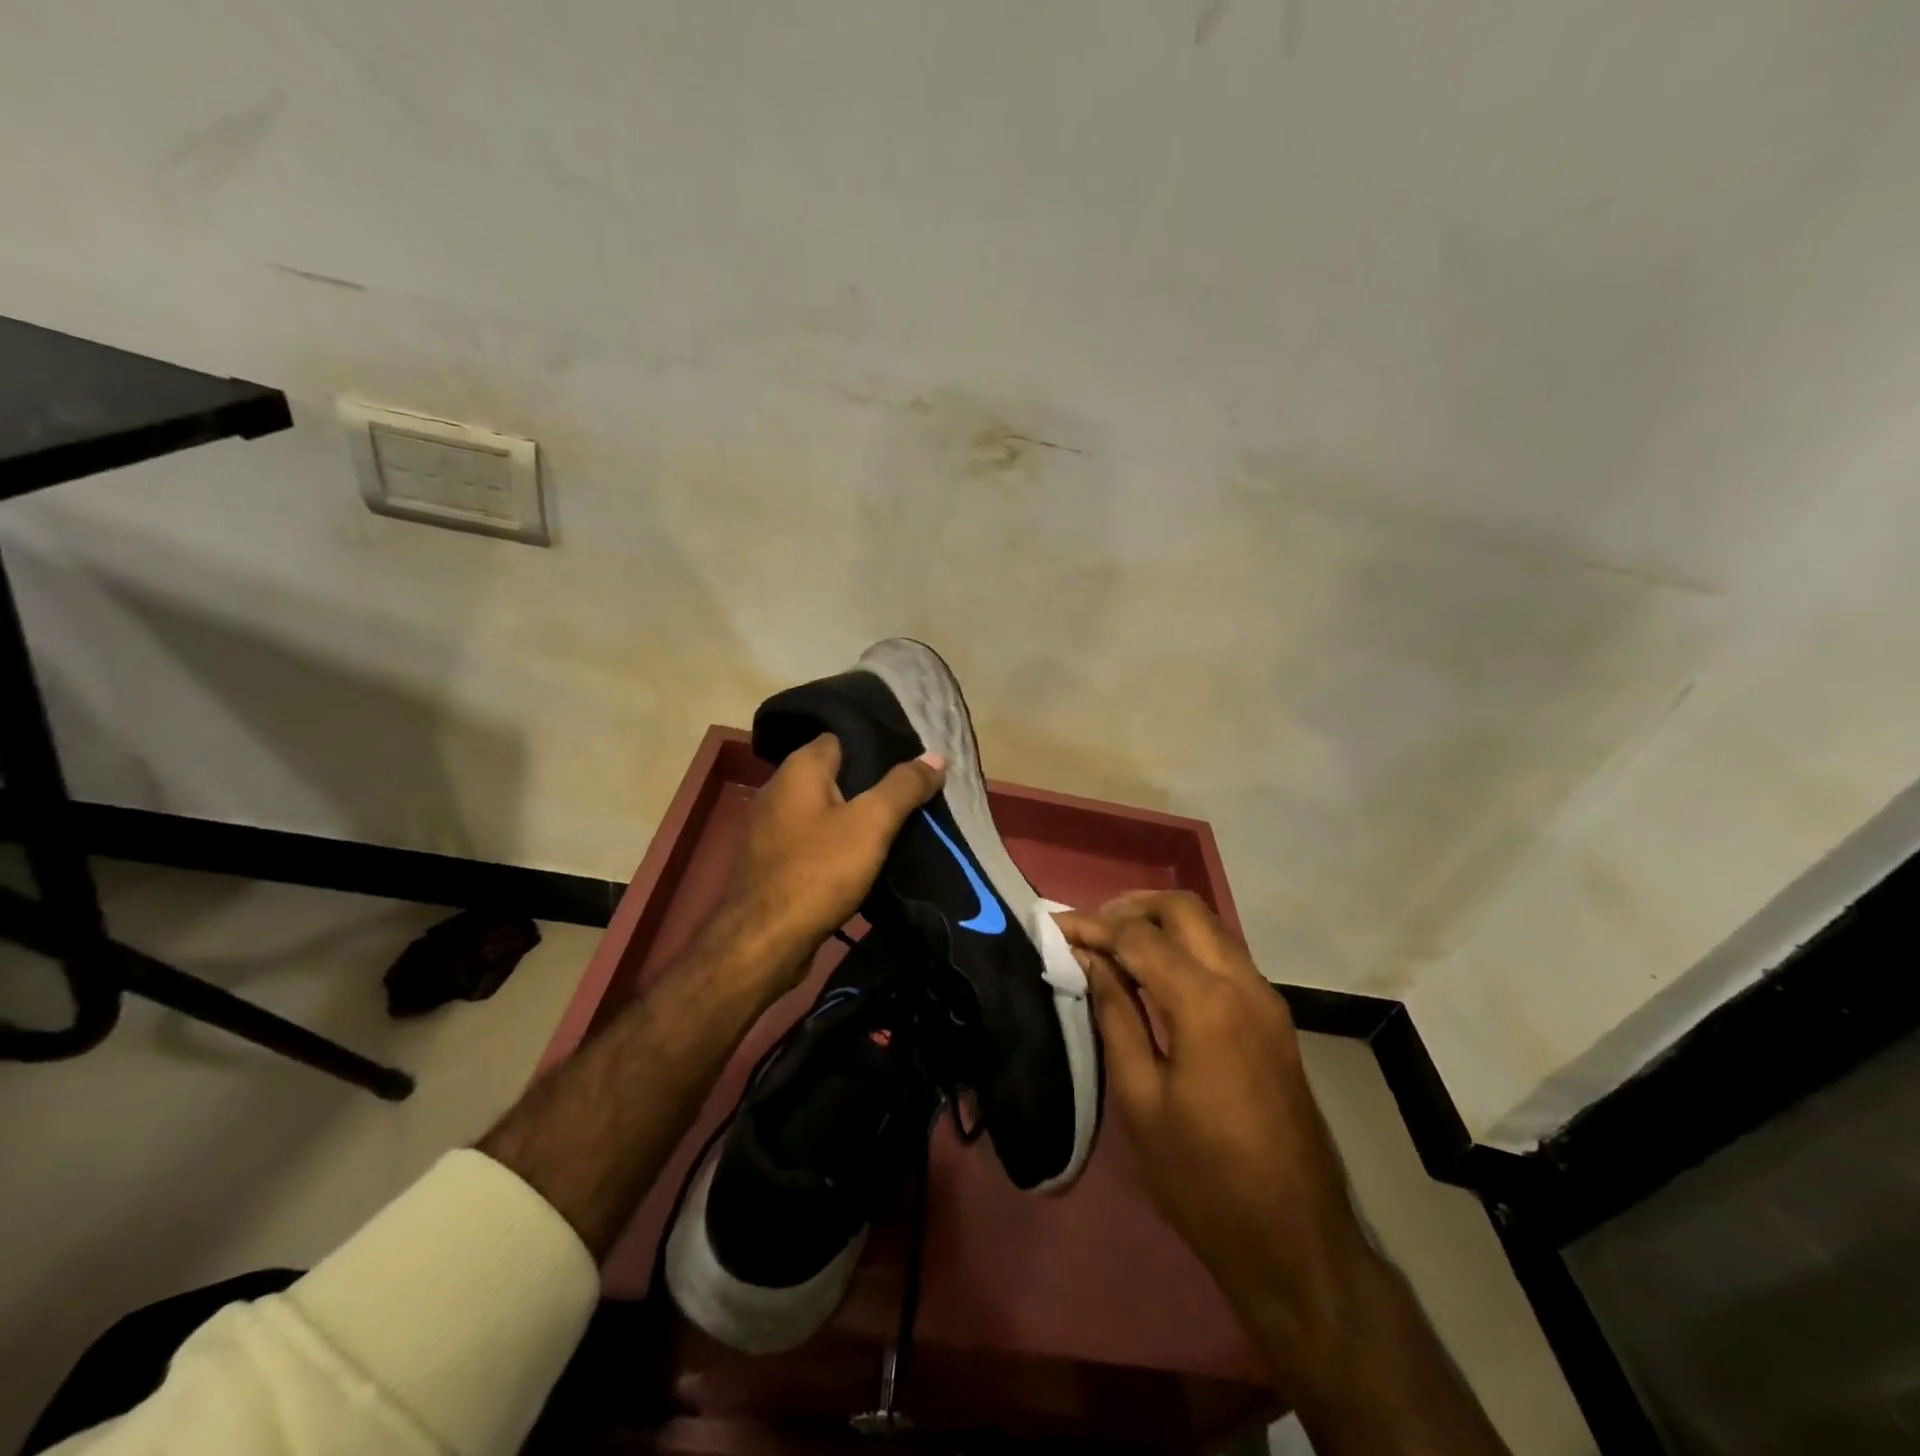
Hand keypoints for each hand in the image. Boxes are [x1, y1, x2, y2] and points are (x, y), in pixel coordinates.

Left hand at [714, 733, 944, 993]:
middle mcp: (780, 789)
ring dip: (859, 817)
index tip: (914, 758)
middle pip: (837, 774)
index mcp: (799, 768)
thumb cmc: (818, 871)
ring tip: (901, 824)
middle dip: (874, 783)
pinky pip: (816, 839)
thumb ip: (904, 786)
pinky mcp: (775, 861)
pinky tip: (868, 857)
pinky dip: (840, 843)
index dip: (879, 745)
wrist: (763, 943)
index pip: (843, 737)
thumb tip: (937, 755)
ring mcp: (773, 827)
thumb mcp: (871, 823)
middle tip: (916, 793)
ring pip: (827, 809)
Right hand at [1062, 892, 1509, 1451]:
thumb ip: (1115, 1015)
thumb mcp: (1141, 1098)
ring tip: (1115, 944)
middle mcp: (1243, 983)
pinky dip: (1186, 947)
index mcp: (1206, 1003)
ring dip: (1161, 923)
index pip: (1139, 937)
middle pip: (1184, 909)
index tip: (1054, 926)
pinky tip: (1155, 973)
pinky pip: (1225, 955)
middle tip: (1089, 928)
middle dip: (1131, 907)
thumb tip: (1089, 960)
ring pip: (1210, 926)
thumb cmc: (1202, 1178)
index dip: (1092, 926)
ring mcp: (1267, 998)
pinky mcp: (1274, 1018)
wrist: (1296, 1240)